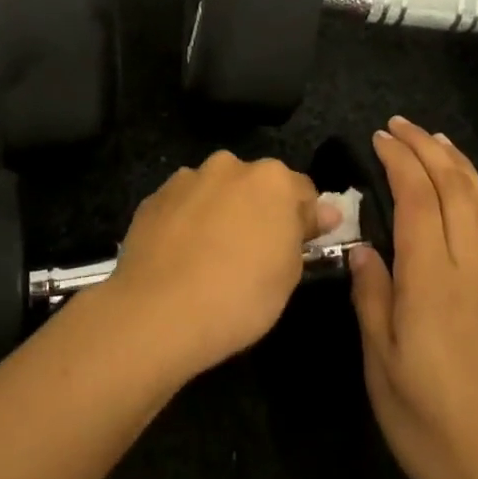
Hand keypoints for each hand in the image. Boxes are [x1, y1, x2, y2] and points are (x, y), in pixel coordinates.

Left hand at [105, 151, 332, 380]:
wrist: (158, 312)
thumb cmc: (240, 296)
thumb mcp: (289, 273)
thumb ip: (303, 231)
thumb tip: (324, 210)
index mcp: (271, 179)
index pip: (302, 190)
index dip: (304, 218)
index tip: (300, 246)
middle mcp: (228, 166)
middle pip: (255, 185)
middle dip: (258, 209)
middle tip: (255, 253)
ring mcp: (186, 179)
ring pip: (215, 192)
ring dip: (220, 212)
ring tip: (211, 257)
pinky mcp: (153, 198)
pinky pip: (182, 206)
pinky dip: (187, 222)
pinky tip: (182, 257)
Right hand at [349, 118, 477, 478]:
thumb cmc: (432, 427)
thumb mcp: (382, 367)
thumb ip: (372, 298)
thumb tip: (363, 248)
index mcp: (432, 282)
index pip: (419, 200)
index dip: (400, 161)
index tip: (379, 135)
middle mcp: (470, 270)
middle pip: (455, 190)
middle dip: (428, 149)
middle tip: (400, 124)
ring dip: (458, 164)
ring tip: (437, 140)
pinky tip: (466, 194)